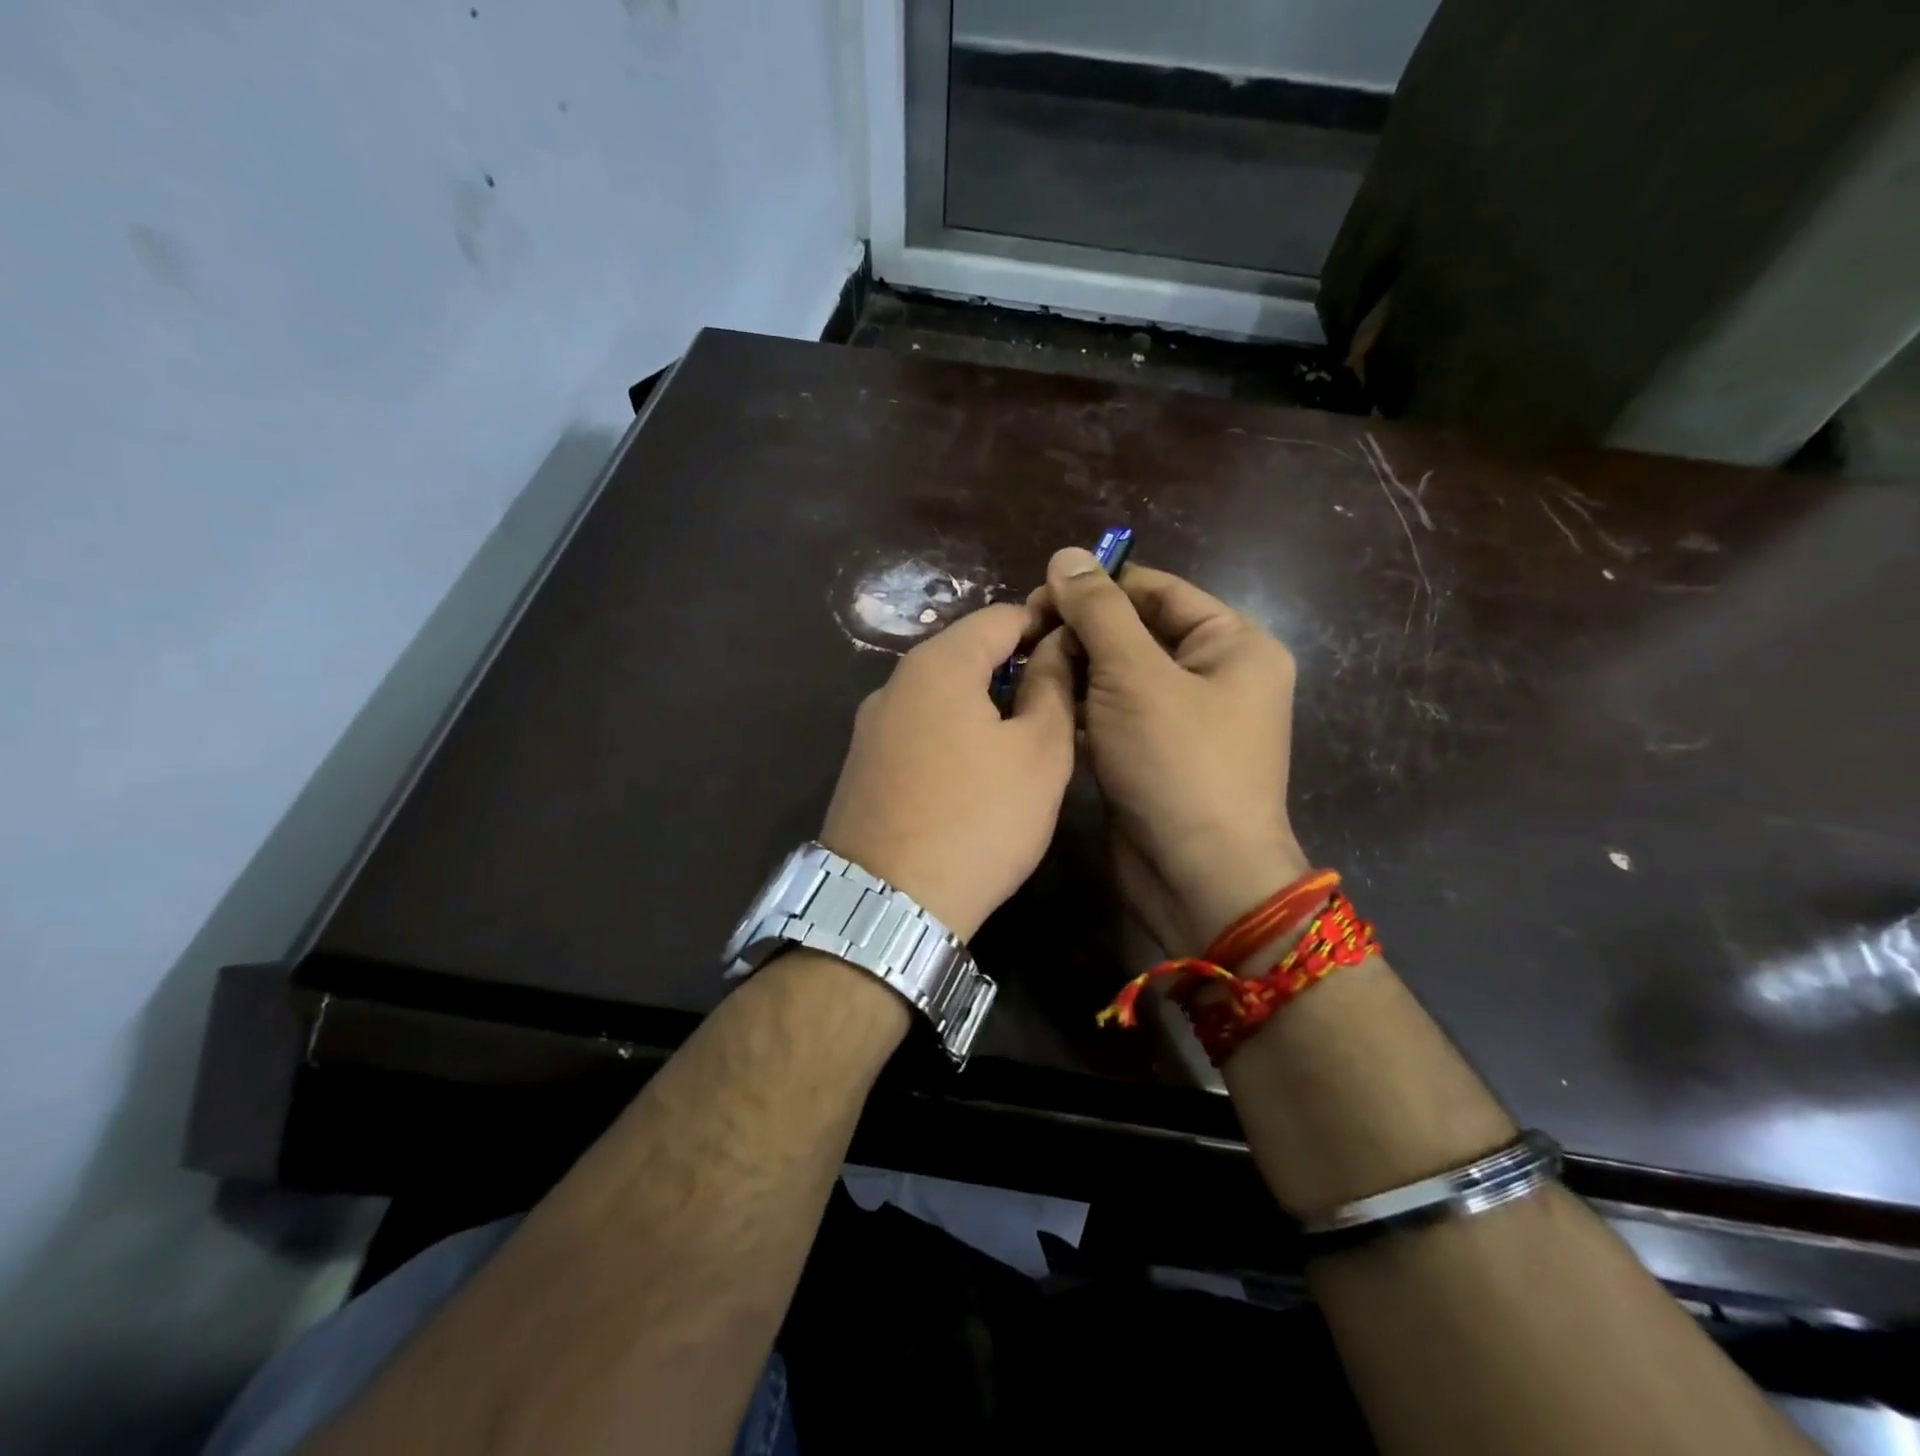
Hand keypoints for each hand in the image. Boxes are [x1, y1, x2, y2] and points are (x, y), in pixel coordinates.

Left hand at [820, 603, 1076, 940]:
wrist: (887, 905)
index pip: (1002, 616)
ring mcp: (871, 726)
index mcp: (939, 664)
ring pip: (942, 696)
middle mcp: (895, 683)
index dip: (1047, 626)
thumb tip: (1056, 647)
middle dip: (1016, 670)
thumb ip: (1052, 687)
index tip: (1082, 654)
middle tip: (1059, 707)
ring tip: (1023, 744)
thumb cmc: (979, 820)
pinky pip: (920, 731)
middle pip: (968, 654)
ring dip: (985, 707)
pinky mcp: (862, 766)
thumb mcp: (1039, 753)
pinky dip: (953, 736)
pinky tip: (975, 777)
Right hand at [1032, 548, 1308, 953]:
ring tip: (1024, 667)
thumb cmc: (1177, 763)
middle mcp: (1216, 676)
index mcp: (1234, 644)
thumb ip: (1098, 611)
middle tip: (1024, 633)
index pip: (1158, 591)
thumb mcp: (1134, 675)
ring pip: (1120, 676)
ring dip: (1075, 670)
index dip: (1098, 586)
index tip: (1038, 593)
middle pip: (1137, 632)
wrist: (1197, 877)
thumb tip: (1066, 554)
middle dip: (1082, 632)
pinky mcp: (1156, 756)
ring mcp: (1185, 721)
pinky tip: (1040, 705)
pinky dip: (1081, 709)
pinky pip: (1115, 716)